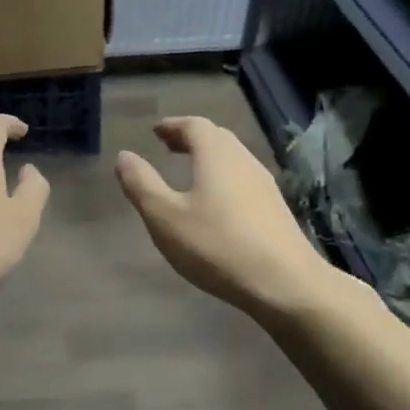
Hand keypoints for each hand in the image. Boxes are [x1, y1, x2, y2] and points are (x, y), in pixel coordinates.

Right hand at [115, 115, 345, 320]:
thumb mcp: (165, 217)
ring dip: (209, 158)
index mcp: (216, 155)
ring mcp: (264, 185)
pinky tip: (216, 203)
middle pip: (216, 138)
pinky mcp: (275, 209)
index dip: (173, 126)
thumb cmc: (217, 246)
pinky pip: (243, 179)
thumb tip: (124, 156)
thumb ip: (141, 184)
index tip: (156, 132)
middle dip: (191, 138)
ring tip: (189, 172)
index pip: (194, 125)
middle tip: (169, 147)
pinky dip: (223, 177)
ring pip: (233, 158)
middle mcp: (243, 160)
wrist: (286, 284)